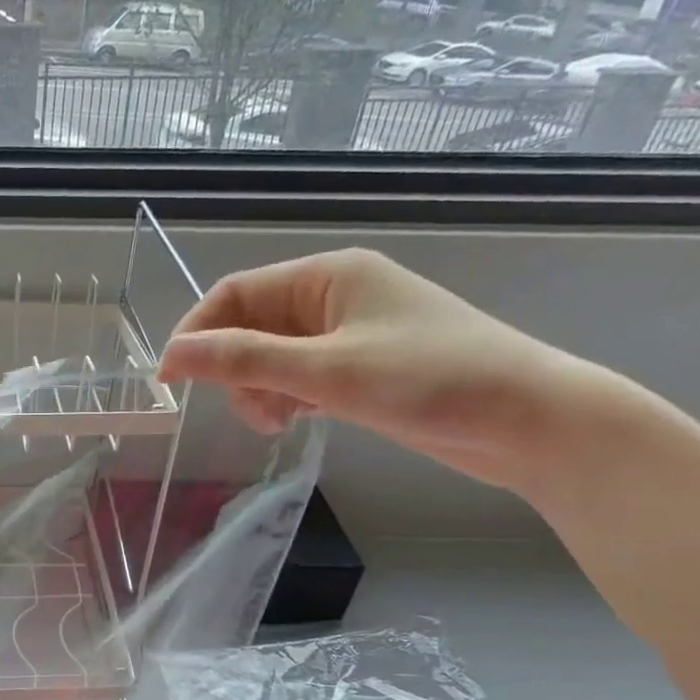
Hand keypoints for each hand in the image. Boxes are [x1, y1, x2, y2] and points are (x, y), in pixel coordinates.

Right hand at [156, 248, 617, 490]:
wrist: (530, 421)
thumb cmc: (430, 380)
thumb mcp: (327, 370)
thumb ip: (244, 360)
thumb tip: (173, 356)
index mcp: (327, 275)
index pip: (234, 294)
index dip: (195, 334)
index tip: (170, 381)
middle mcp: (334, 296)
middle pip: (249, 327)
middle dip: (234, 370)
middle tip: (249, 411)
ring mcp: (349, 333)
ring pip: (270, 357)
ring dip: (258, 389)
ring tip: (277, 423)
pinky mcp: (361, 368)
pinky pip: (298, 376)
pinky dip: (285, 398)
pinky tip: (296, 421)